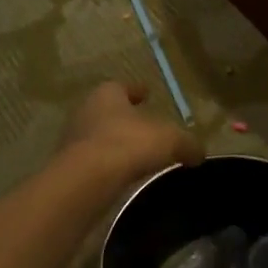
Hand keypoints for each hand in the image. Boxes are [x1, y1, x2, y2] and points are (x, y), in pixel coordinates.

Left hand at [61, 81, 201, 181]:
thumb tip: (199, 152)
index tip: (147, 94)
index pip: (122, 86)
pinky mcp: (68, 168)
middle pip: (108, 111)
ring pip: (98, 137)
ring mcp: (72, 140)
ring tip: (134, 155)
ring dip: (114, 143)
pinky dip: (106, 167)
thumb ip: (187, 143)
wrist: (85, 181)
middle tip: (143, 127)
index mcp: (107, 94)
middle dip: (124, 118)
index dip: (137, 91)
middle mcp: (86, 111)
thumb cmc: (128, 144)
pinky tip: (120, 176)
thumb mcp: (170, 140)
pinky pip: (92, 162)